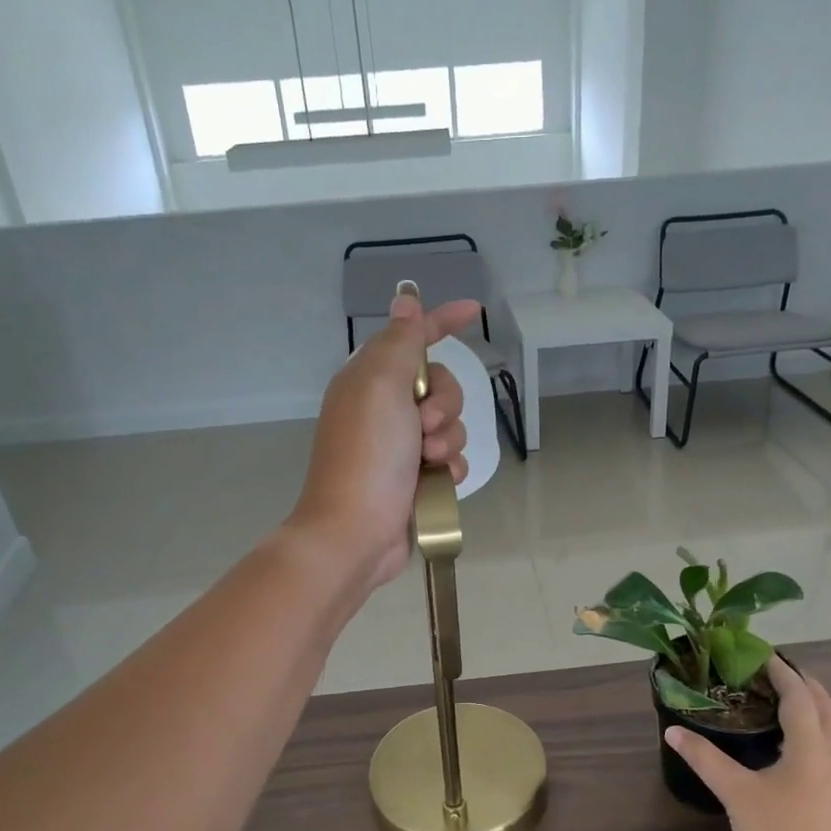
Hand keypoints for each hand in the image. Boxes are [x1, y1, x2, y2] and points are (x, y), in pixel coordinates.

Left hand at [289, 287, 479, 590]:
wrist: (357, 530)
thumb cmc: (367, 454)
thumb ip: (400, 342)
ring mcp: (401, 446)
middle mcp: (385, 409)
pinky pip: (451, 459)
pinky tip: (437, 481)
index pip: (412, 339)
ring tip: (427, 462)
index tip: (473, 312)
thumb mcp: (381, 385)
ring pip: (451, 425)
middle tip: (424, 425)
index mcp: (370, 380)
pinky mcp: (417, 479)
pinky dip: (449, 468)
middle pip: (440, 385)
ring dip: (447, 440)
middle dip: (444, 403)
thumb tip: (405, 299)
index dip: (441, 321)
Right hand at [664, 658, 830, 830]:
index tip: (762, 654)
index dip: (782, 672)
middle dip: (803, 684)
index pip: (799, 695)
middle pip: (824, 706)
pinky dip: (815, 730)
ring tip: (782, 700)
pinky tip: (794, 744)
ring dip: (811, 706)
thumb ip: (705, 759)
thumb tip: (673, 731)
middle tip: (775, 670)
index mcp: (812, 746)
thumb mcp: (736, 793)